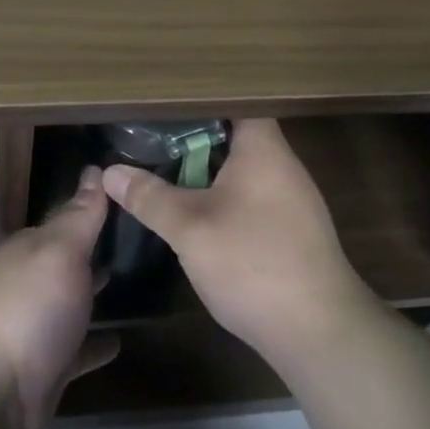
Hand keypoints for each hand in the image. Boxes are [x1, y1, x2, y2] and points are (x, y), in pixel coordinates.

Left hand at [0, 166, 118, 428]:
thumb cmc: (30, 307)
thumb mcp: (60, 251)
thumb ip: (81, 215)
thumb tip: (93, 169)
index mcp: (31, 249)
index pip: (68, 219)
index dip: (96, 208)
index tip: (131, 199)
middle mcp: (31, 281)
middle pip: (70, 261)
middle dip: (99, 251)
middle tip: (142, 240)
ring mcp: (38, 326)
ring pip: (74, 302)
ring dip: (98, 295)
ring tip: (138, 284)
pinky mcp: (48, 366)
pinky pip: (79, 349)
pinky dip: (97, 344)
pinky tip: (122, 341)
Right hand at [102, 119, 373, 367]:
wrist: (319, 332)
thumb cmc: (253, 263)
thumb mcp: (190, 228)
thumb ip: (149, 197)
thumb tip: (110, 172)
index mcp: (263, 148)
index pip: (234, 99)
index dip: (199, 96)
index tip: (163, 98)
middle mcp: (282, 164)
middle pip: (235, 133)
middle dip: (194, 133)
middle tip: (151, 131)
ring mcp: (290, 198)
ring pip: (241, 167)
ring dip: (207, 167)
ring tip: (164, 163)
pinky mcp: (291, 229)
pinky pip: (250, 194)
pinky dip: (222, 193)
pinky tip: (196, 208)